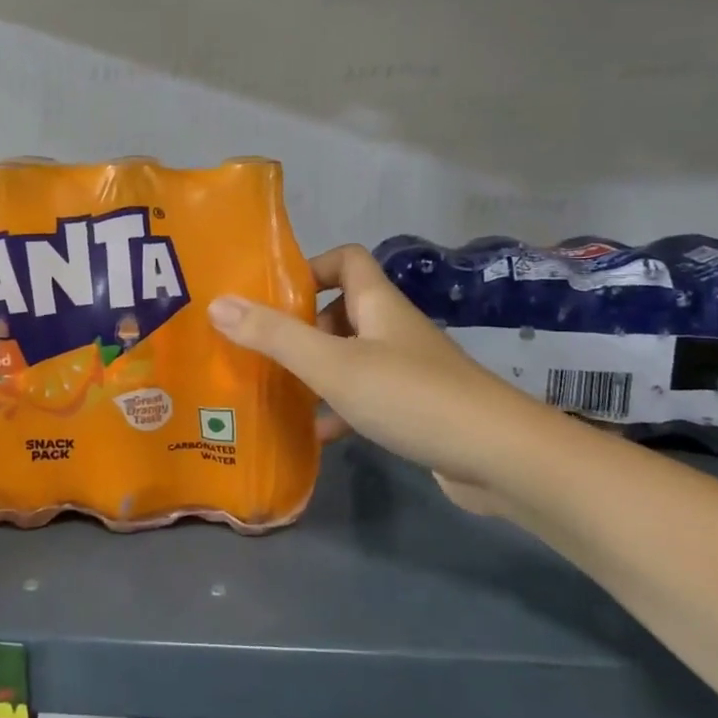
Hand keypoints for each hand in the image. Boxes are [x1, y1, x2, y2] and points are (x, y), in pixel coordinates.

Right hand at [206, 244, 542, 509]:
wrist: (500, 457)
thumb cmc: (411, 396)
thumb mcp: (333, 364)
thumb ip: (275, 336)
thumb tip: (218, 304)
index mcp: (378, 304)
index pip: (346, 259)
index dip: (309, 268)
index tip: (270, 295)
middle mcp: (393, 329)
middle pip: (342, 309)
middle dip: (300, 325)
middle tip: (260, 348)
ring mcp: (408, 370)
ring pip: (351, 356)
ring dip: (316, 369)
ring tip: (274, 389)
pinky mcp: (415, 408)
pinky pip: (366, 396)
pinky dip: (338, 409)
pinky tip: (314, 434)